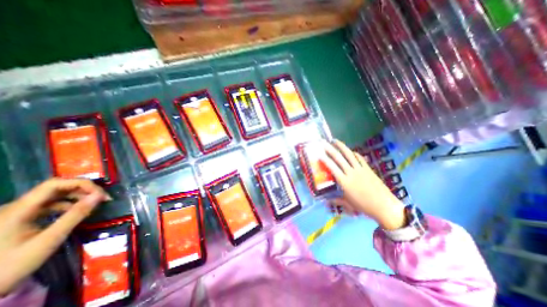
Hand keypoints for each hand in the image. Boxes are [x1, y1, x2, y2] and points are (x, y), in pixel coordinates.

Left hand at [0, 178, 109, 295]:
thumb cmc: (10, 266)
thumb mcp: (49, 239)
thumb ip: (75, 215)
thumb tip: (100, 196)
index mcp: (19, 209)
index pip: (56, 184)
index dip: (82, 184)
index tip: (101, 194)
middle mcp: (16, 206)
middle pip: (57, 187)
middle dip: (83, 190)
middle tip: (102, 199)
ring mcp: (17, 212)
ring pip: (55, 195)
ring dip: (78, 197)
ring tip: (93, 205)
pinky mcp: (20, 218)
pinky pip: (49, 205)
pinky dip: (68, 205)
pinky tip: (77, 212)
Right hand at [321, 139, 405, 229]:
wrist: (384, 206)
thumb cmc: (364, 206)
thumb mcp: (348, 204)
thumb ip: (336, 200)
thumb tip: (326, 201)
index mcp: (344, 181)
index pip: (332, 168)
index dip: (325, 160)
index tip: (319, 154)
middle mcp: (351, 172)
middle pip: (339, 158)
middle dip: (330, 149)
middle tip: (324, 142)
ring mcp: (360, 169)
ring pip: (349, 155)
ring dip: (341, 146)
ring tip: (335, 141)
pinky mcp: (368, 169)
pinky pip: (360, 158)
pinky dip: (354, 153)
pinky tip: (351, 151)